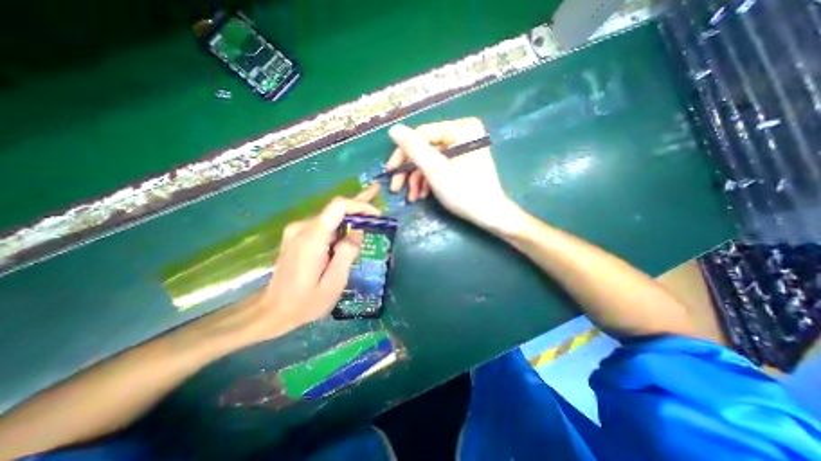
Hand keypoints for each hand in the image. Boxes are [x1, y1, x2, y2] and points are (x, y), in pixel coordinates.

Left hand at [250, 182, 380, 338]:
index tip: (376, 214)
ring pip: (330, 215)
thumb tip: (358, 233)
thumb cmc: (305, 302)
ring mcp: (298, 231)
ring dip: (351, 214)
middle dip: (358, 203)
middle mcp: (302, 228)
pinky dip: (341, 223)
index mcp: (312, 239)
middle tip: (376, 191)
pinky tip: (353, 225)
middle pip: (334, 208)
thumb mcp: (333, 284)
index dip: (359, 205)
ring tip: (370, 212)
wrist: (272, 310)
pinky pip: (324, 224)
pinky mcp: (298, 236)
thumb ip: (346, 255)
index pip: (337, 207)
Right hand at [386, 119, 517, 233]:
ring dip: (417, 179)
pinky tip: (422, 195)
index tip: (390, 170)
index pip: (422, 134)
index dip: (403, 152)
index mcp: (461, 129)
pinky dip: (428, 180)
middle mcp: (462, 134)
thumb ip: (414, 149)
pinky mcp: (461, 162)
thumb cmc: (464, 193)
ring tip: (412, 197)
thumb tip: (394, 129)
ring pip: (430, 160)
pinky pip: (439, 166)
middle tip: (396, 187)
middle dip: (410, 170)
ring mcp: (462, 149)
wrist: (490, 215)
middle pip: (425, 148)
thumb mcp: (435, 170)